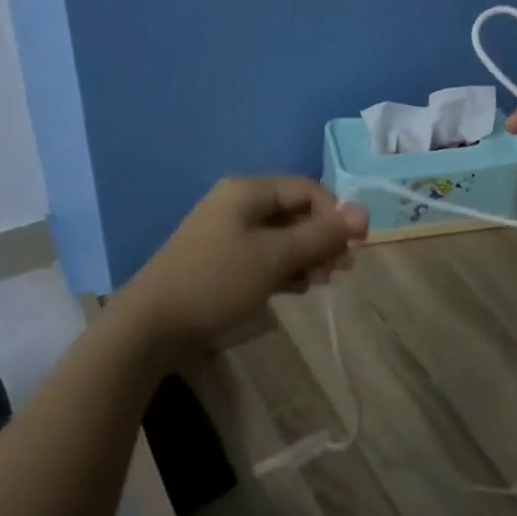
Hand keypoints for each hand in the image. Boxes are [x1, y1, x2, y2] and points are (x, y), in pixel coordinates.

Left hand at [120, 177, 368, 364]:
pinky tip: (298, 289)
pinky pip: (264, 255)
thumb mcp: (276, 257)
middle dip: (322, 238)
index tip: (355, 246)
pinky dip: (284, 268)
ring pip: (282, 237)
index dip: (335, 214)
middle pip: (295, 212)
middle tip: (342, 270)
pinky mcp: (222, 261)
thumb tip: (365, 211)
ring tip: (322, 283)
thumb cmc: (217, 281)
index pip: (307, 189)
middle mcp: (239, 204)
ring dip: (307, 256)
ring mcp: (228, 233)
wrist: (151, 325)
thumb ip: (321, 235)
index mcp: (248, 191)